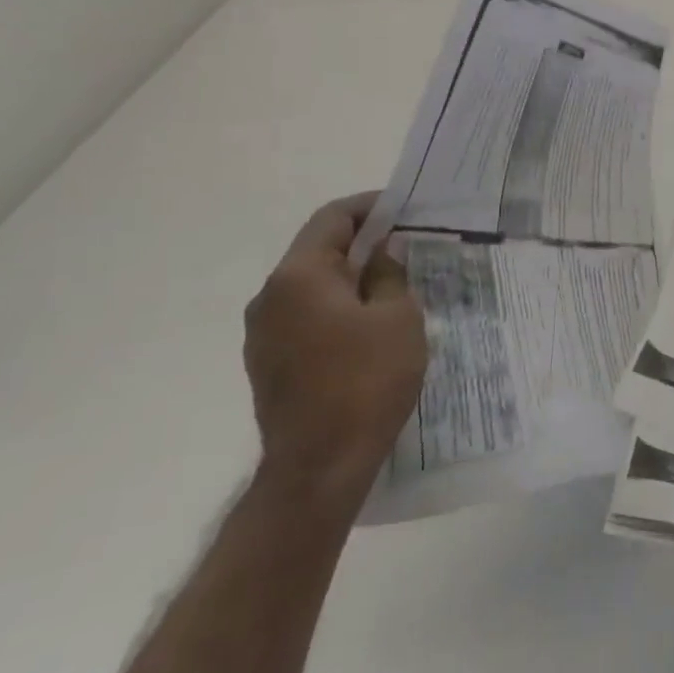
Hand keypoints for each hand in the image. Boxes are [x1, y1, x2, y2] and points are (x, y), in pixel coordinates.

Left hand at [243, 194, 426, 502]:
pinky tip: (371, 324)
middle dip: (364, 243)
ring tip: (396, 284)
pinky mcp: (269, 362)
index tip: (406, 207)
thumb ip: (389, 274)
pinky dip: (338, 307)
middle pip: (319, 250)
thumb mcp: (396, 317)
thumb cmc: (365, 380)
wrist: (319, 465)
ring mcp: (264, 332)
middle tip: (410, 244)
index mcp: (298, 276)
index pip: (333, 219)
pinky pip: (307, 316)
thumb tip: (383, 252)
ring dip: (352, 277)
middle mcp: (271, 296)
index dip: (371, 206)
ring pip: (313, 286)